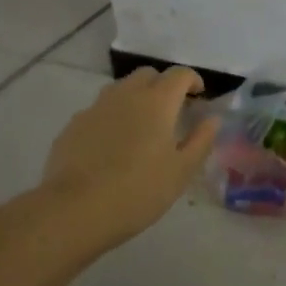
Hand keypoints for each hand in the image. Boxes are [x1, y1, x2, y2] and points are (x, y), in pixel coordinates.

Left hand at [42, 66, 217, 246]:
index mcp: (157, 101)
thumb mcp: (181, 171)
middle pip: (148, 75)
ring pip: (120, 89)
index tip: (199, 96)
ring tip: (141, 126)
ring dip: (136, 98)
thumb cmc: (138, 191)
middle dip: (163, 85)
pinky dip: (112, 117)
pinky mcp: (74, 124)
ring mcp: (96, 107)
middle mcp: (126, 94)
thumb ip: (201, 140)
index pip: (179, 74)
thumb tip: (212, 119)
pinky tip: (111, 145)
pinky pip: (99, 110)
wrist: (75, 210)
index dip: (192, 80)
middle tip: (171, 111)